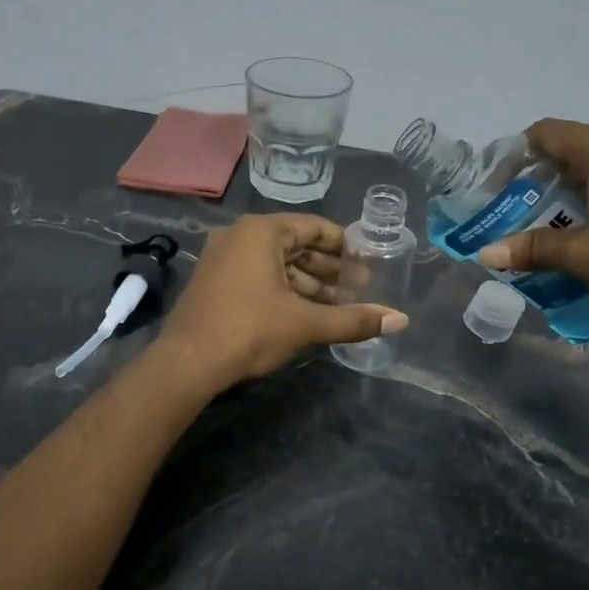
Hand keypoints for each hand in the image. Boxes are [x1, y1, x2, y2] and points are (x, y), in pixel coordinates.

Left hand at [157, 214, 408, 388]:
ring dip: (308, 283)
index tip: (367, 262)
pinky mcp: (214, 282)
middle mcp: (239, 236)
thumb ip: (353, 319)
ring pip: (276, 264)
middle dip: (328, 268)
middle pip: (295, 245)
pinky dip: (284, 290)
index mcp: (261, 231)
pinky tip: (305, 312)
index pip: (313, 227)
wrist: (187, 362)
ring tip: (338, 305)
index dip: (344, 245)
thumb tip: (401, 321)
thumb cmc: (249, 330)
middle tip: (359, 288)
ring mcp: (222, 258)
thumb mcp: (306, 323)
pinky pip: (258, 276)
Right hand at [477, 119, 588, 334]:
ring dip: (577, 181)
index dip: (518, 153)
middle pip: (575, 143)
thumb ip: (533, 248)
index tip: (502, 184)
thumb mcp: (583, 255)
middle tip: (526, 206)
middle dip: (545, 171)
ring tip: (562, 217)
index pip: (547, 132)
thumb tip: (486, 253)